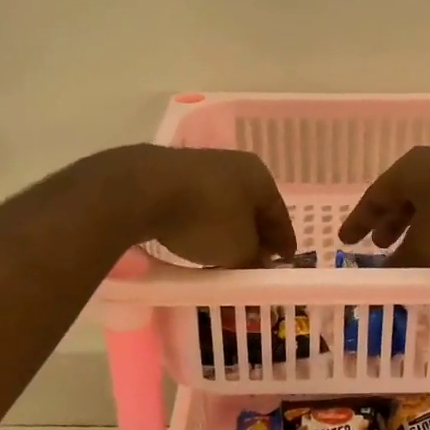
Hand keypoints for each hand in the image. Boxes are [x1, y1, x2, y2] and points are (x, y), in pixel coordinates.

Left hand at [99, 144, 297, 267]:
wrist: (143, 190)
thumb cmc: (205, 218)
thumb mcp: (238, 250)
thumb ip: (254, 259)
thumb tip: (261, 264)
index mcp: (260, 176)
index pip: (279, 213)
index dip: (284, 241)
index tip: (285, 261)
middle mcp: (234, 164)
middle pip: (252, 206)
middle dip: (255, 234)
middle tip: (256, 259)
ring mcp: (201, 165)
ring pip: (224, 204)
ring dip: (228, 228)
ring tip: (225, 254)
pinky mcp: (171, 174)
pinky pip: (197, 203)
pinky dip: (203, 222)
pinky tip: (196, 238)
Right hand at [337, 147, 429, 265]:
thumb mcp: (427, 245)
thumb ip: (404, 263)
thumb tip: (387, 278)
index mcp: (411, 170)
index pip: (375, 196)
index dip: (359, 220)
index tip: (346, 240)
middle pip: (405, 200)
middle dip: (392, 225)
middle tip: (379, 247)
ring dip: (422, 236)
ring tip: (415, 260)